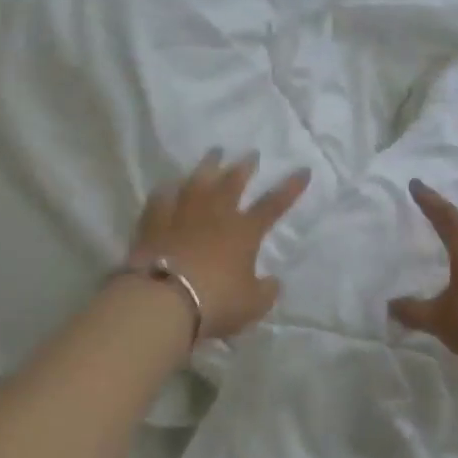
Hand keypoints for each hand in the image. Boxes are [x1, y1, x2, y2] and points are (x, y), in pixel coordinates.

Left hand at [129, 152, 311, 340]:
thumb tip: (273, 282)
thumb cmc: (216, 302)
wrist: (163, 300)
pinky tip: (168, 185)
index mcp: (244, 232)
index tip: (303, 170)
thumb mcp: (252, 305)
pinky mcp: (153, 224)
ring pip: (197, 182)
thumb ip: (266, 291)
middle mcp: (215, 215)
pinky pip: (161, 200)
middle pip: (232, 183)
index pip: (273, 205)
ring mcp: (182, 215)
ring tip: (214, 153)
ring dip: (208, 166)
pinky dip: (167, 191)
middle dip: (244, 167)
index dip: (290, 188)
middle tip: (251, 154)